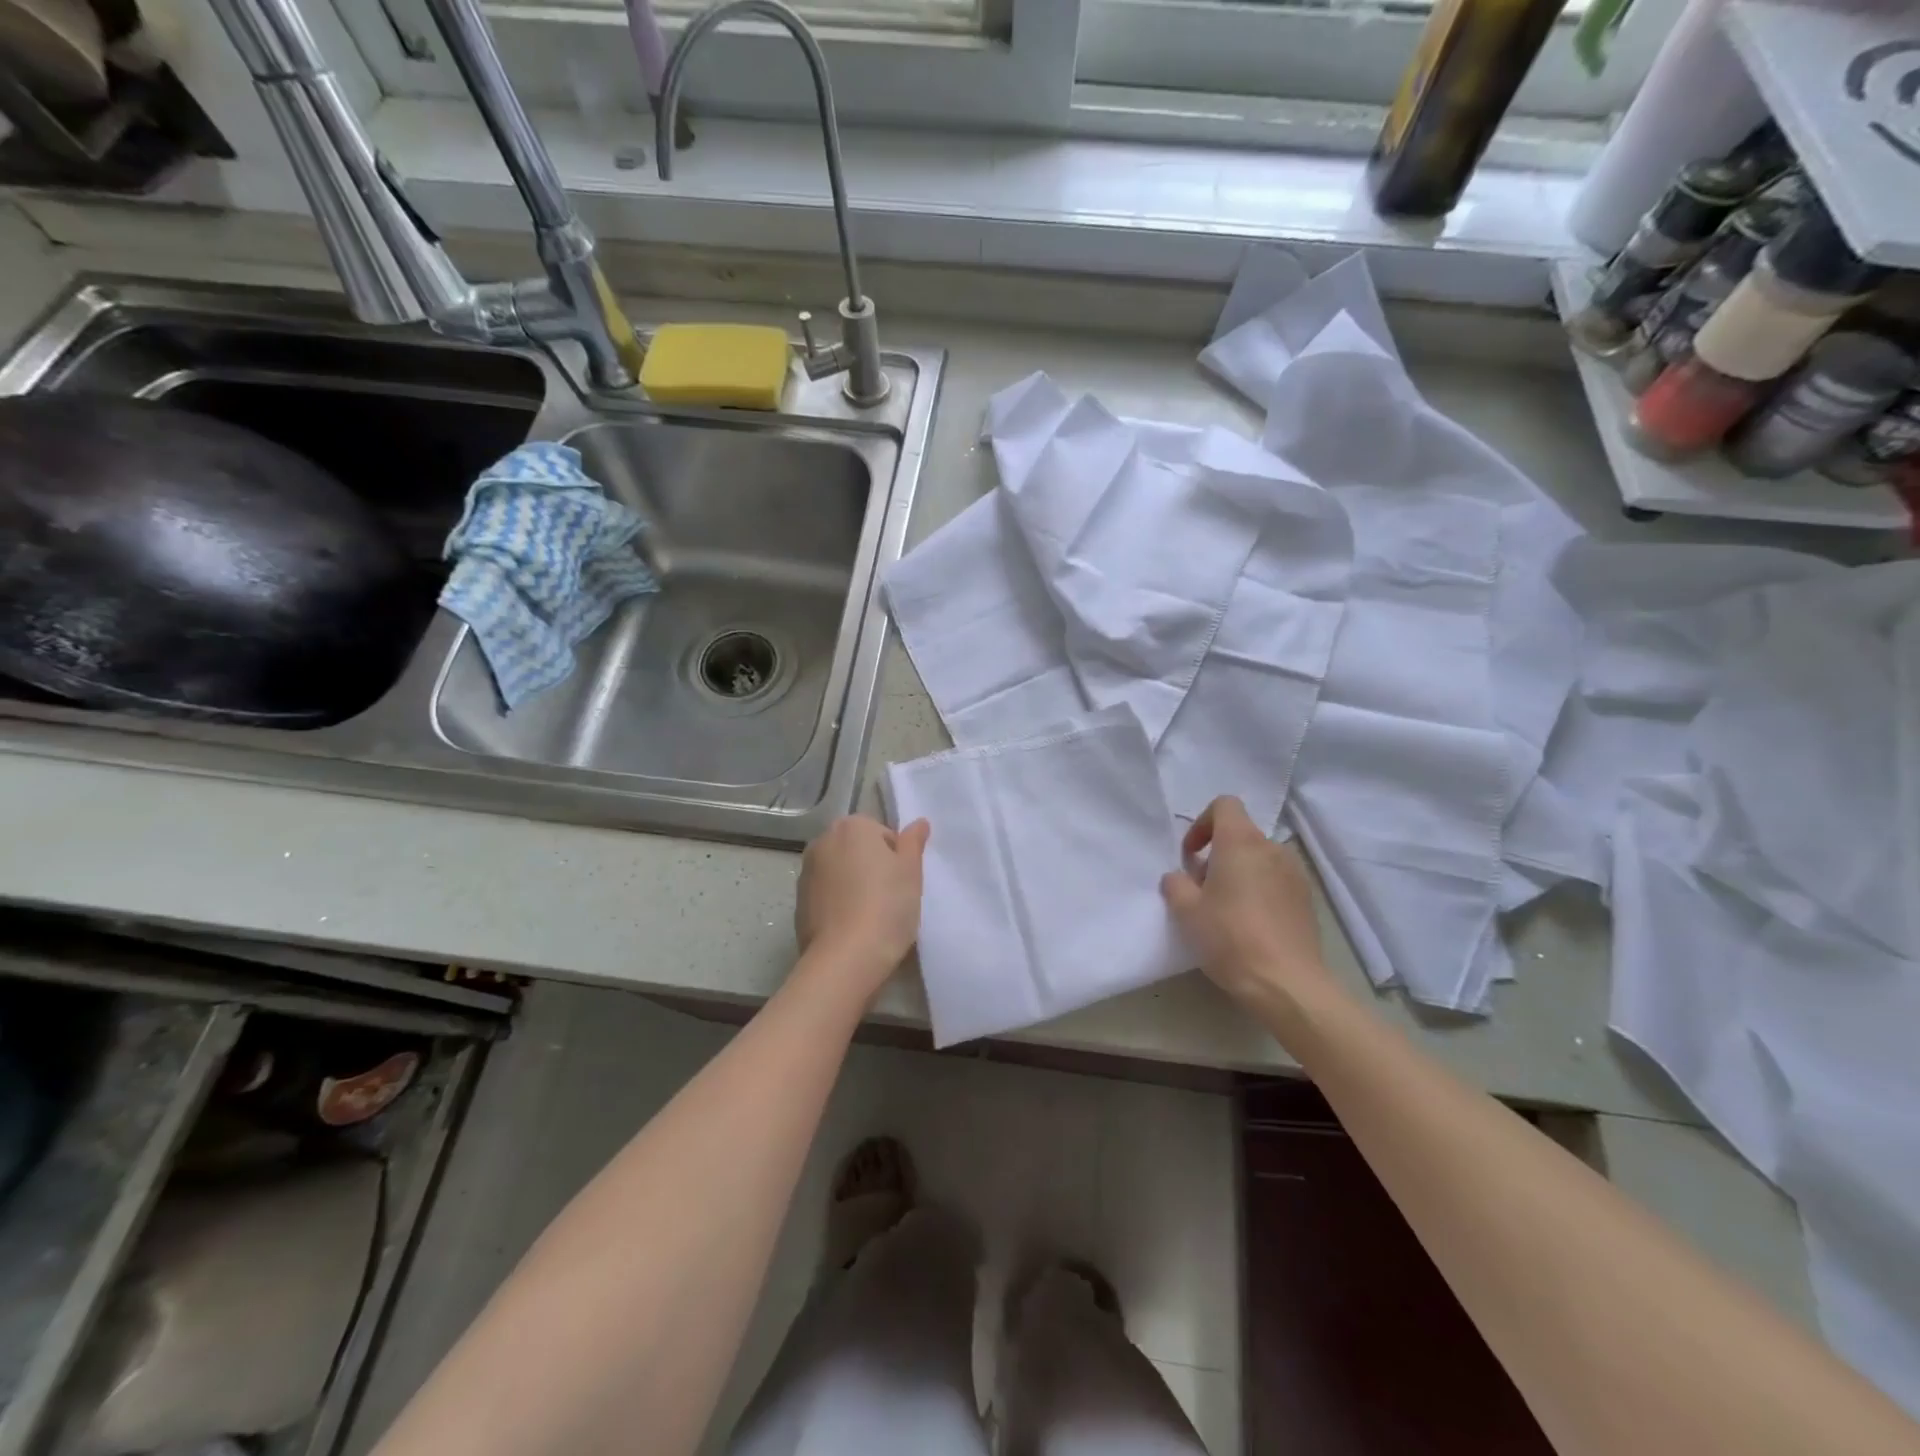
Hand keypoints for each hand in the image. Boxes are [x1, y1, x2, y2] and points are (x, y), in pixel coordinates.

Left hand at [794, 815, 930, 1003]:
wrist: (845, 958)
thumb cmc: (886, 906)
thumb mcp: (911, 871)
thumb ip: (913, 842)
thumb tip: (919, 822)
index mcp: (852, 826)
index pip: (882, 833)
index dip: (897, 857)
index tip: (902, 882)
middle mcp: (823, 841)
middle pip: (858, 849)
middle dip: (872, 867)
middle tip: (891, 897)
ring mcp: (806, 872)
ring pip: (840, 872)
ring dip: (854, 885)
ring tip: (871, 915)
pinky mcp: (798, 902)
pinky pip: (826, 895)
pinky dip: (838, 904)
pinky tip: (852, 927)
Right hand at [1161, 796, 1334, 1010]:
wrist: (1286, 983)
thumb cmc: (1229, 937)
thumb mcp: (1186, 911)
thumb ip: (1175, 884)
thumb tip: (1179, 877)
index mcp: (1241, 842)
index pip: (1224, 805)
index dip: (1202, 823)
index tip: (1191, 855)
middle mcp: (1272, 848)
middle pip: (1241, 835)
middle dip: (1217, 854)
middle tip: (1201, 889)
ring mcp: (1295, 874)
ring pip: (1260, 859)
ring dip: (1240, 873)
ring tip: (1226, 908)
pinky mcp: (1307, 900)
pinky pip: (1277, 881)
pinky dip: (1260, 890)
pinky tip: (1250, 924)